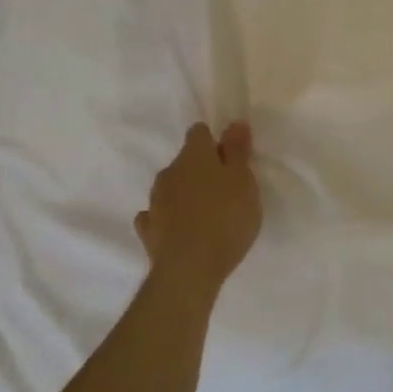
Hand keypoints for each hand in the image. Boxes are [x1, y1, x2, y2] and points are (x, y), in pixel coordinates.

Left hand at [135, 122, 262, 287]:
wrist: (189, 268)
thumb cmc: (225, 217)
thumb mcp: (243, 180)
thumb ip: (238, 151)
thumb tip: (234, 123)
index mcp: (194, 156)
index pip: (199, 133)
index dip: (215, 142)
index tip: (231, 158)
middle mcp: (169, 173)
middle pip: (185, 162)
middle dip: (202, 170)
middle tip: (225, 189)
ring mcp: (155, 202)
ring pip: (172, 188)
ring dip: (186, 194)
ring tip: (207, 214)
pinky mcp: (148, 230)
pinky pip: (158, 215)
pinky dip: (169, 218)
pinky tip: (180, 229)